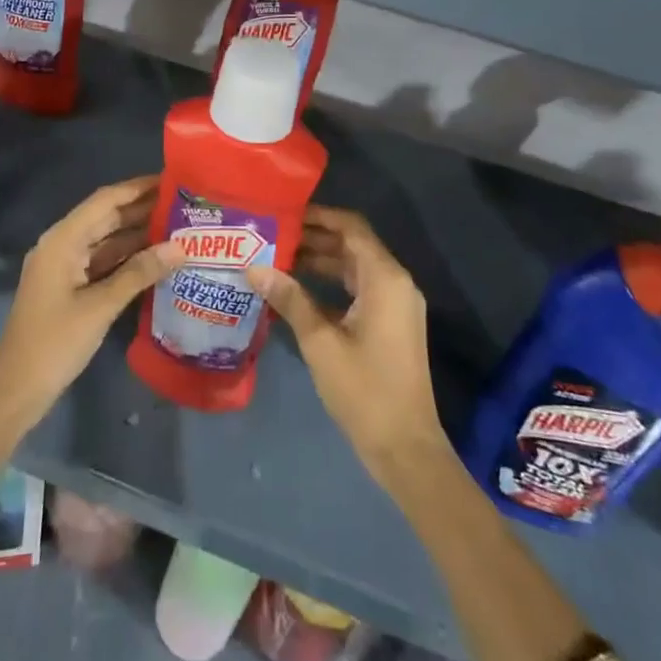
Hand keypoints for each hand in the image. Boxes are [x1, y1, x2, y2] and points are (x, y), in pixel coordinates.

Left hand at [0, 177, 185, 477]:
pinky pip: (103, 263)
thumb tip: (181, 246)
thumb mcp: (100, 306)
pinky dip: (128, 259)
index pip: (105, 200)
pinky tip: (157, 259)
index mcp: (62, 240)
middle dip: (142, 209)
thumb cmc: (55, 342)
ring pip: (107, 241)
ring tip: (179, 227)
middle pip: (106, 217)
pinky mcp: (70, 288)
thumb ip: (140, 273)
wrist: (16, 390)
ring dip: (138, 234)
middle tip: (184, 204)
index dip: (137, 188)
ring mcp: (65, 267)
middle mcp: (63, 245)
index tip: (171, 179)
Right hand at [247, 206, 449, 492]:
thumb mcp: (320, 341)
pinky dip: (332, 284)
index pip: (351, 228)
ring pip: (355, 268)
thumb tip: (254, 267)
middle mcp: (395, 283)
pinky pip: (360, 289)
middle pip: (353, 245)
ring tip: (278, 258)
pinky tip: (298, 291)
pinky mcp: (391, 324)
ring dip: (321, 261)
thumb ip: (289, 298)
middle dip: (314, 238)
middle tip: (273, 234)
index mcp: (385, 278)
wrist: (406, 448)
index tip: (284, 212)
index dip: (319, 215)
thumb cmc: (364, 389)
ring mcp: (396, 305)